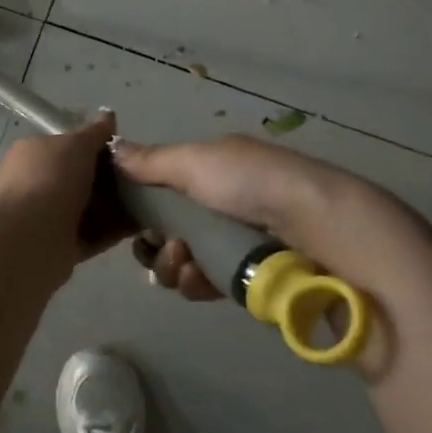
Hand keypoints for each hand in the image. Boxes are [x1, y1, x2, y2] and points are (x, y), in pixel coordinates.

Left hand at [0, 112, 131, 281]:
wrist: (31, 238)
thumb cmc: (51, 179)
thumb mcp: (76, 144)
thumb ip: (95, 132)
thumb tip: (108, 115)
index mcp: (33, 153)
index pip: (67, 145)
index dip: (96, 146)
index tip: (125, 151)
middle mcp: (37, 183)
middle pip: (80, 177)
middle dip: (110, 178)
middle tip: (141, 177)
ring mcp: (48, 216)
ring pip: (89, 207)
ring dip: (116, 205)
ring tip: (150, 201)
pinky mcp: (61, 245)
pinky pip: (94, 234)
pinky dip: (115, 229)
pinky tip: (142, 224)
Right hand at [111, 134, 384, 302]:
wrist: (319, 229)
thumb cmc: (252, 183)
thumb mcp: (197, 160)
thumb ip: (151, 161)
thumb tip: (112, 148)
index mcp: (213, 170)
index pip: (163, 189)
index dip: (141, 204)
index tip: (128, 217)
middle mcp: (221, 204)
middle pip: (166, 229)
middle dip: (155, 241)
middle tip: (163, 244)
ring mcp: (234, 243)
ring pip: (181, 261)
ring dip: (172, 264)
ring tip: (185, 262)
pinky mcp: (246, 279)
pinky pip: (203, 284)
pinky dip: (194, 282)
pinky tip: (199, 279)